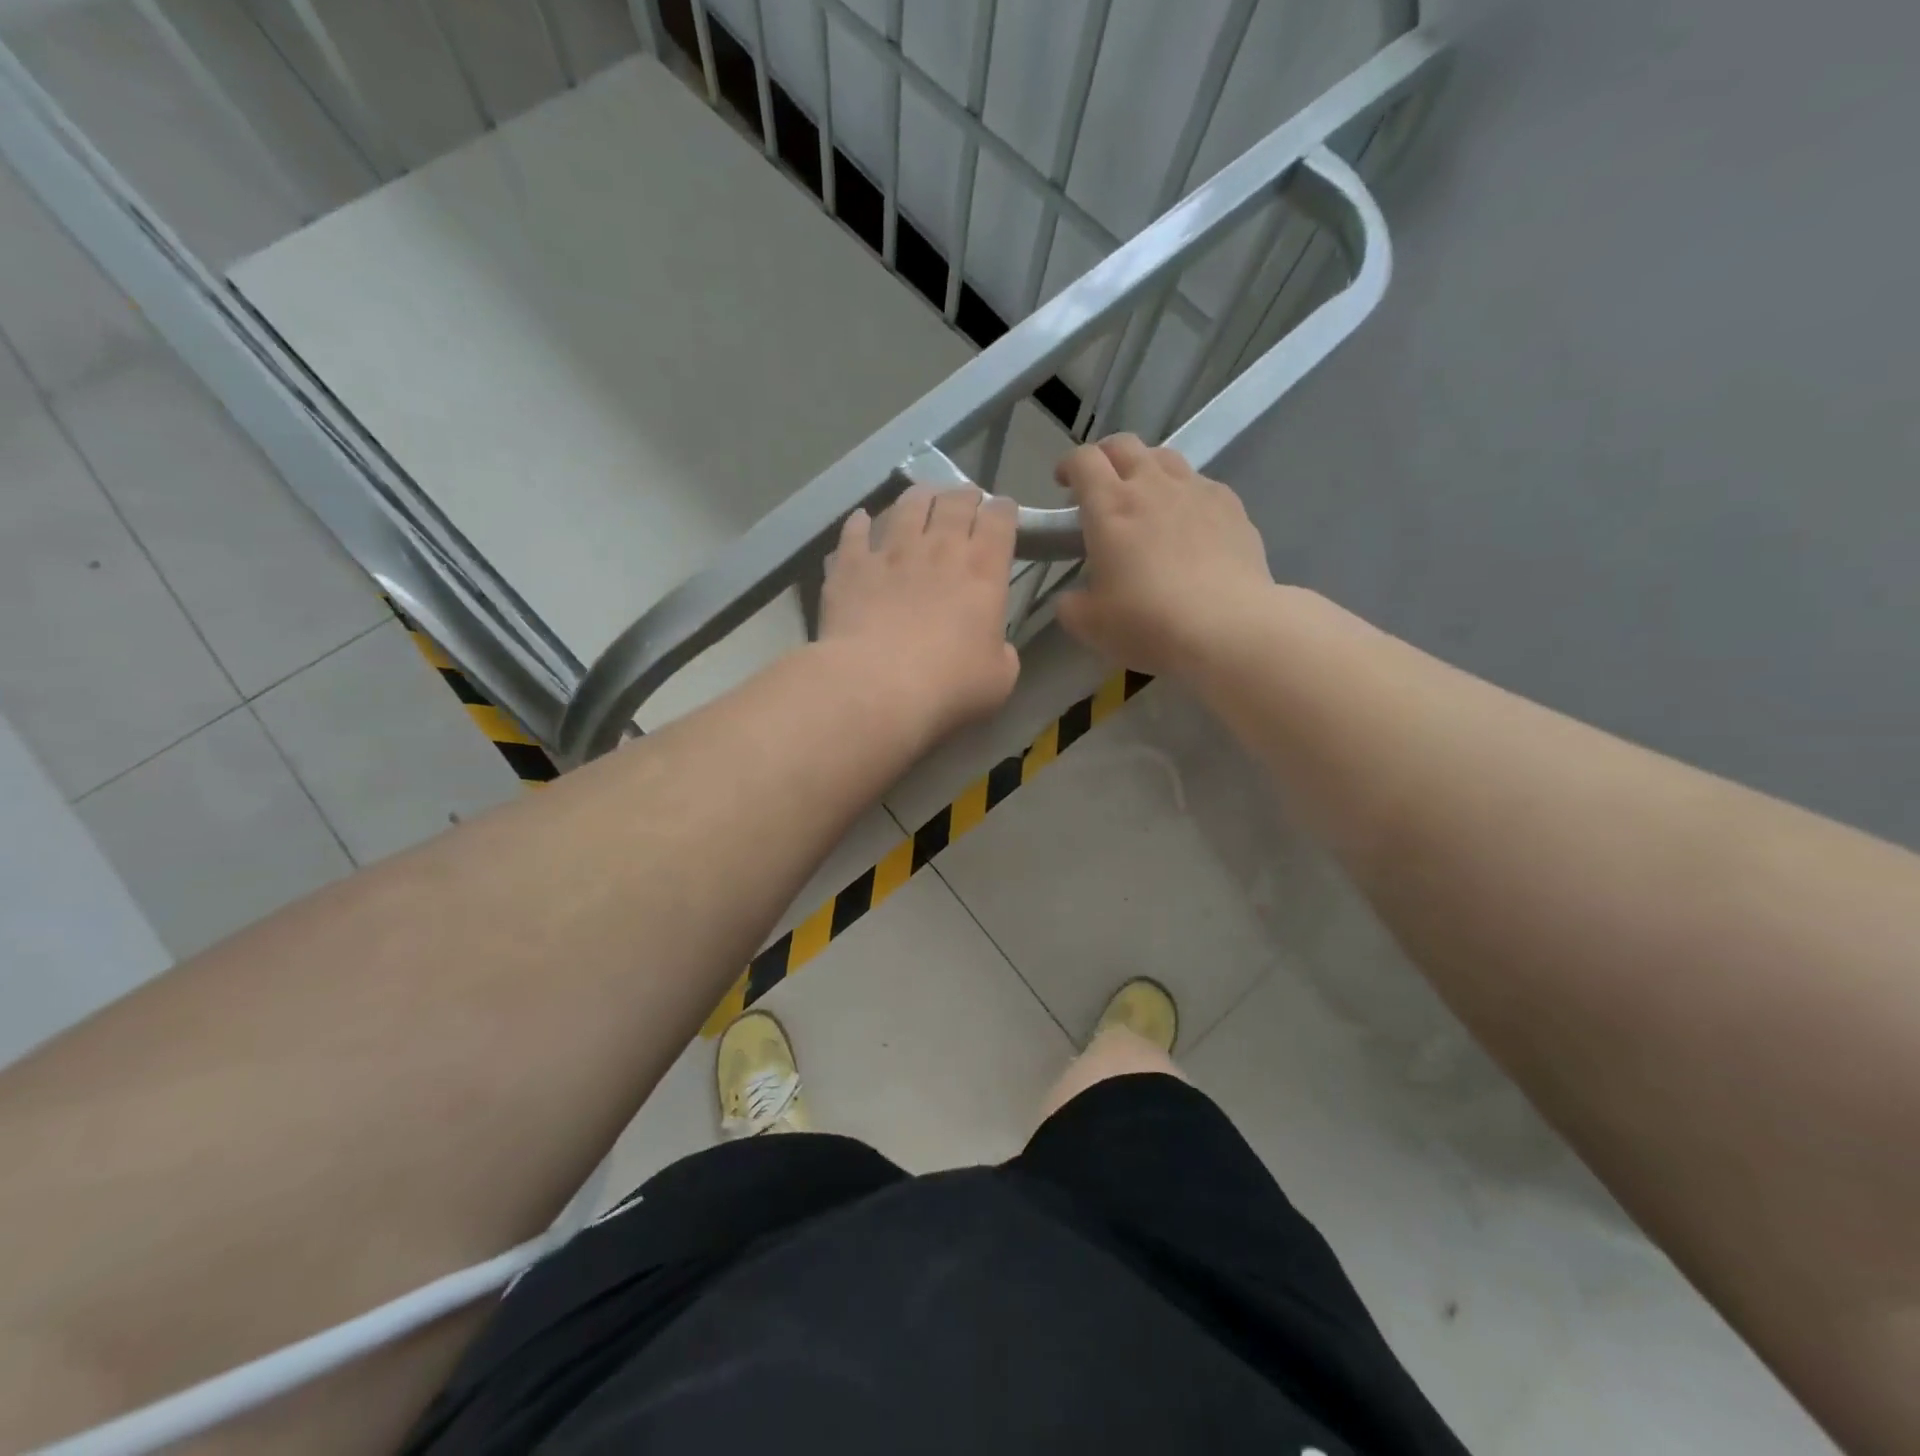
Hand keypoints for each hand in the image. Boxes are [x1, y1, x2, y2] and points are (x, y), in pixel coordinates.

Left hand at [819, 485, 1020, 741]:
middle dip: (965, 495)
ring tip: (922, 497)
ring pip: (907, 505)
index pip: (1000, 519)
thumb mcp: (999, 678)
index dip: (1004, 511)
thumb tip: (994, 646)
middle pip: (955, 502)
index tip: (1003, 513)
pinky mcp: (851, 565)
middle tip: (966, 499)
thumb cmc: (949, 685)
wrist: (877, 686)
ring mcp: (891, 552)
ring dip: (919, 497)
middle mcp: (939, 548)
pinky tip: (861, 520)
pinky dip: (860, 523)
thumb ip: (1002, 653)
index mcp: (983, 570)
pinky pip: (855, 532)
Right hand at [1054, 434, 1273, 676]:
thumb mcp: (1089, 624)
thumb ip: (1070, 604)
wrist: (1226, 628)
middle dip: (1106, 457)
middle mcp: (1152, 485)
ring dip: (1147, 469)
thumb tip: (1070, 598)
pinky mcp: (1232, 507)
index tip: (1063, 483)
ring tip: (1146, 499)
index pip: (1083, 460)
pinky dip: (1186, 495)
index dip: (1068, 465)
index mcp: (1109, 506)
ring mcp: (1197, 491)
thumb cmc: (1147, 623)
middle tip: (1101, 485)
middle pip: (1125, 445)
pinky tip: (1189, 524)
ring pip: (1166, 458)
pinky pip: (1202, 485)